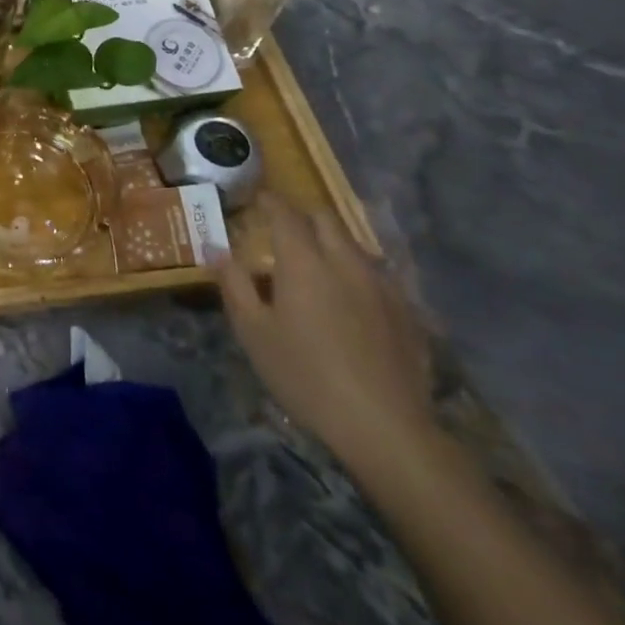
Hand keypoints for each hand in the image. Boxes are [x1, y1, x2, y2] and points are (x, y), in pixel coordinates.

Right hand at [213, 193, 435, 478]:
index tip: (256, 199)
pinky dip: (355, 275)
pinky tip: (348, 304)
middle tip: (282, 231)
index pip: (286, 214)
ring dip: (331, 245)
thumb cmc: (304, 375)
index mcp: (305, 263)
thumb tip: (217, 249)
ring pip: (354, 246)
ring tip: (314, 269)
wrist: (384, 425)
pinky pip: (376, 276)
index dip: (269, 201)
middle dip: (303, 217)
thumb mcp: (253, 332)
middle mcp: (347, 262)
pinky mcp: (408, 312)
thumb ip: (234, 284)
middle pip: (326, 220)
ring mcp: (383, 286)